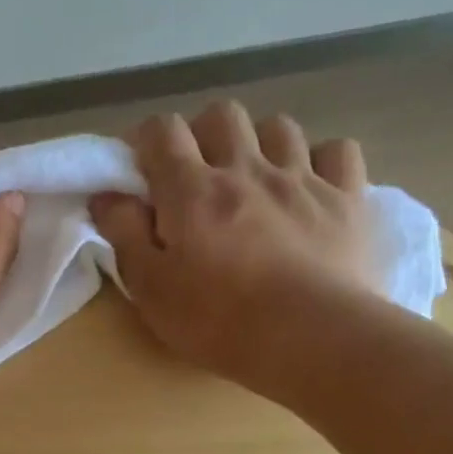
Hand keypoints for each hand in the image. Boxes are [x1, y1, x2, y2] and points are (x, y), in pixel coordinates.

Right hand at [88, 103, 385, 398]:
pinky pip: (337, 151)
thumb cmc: (217, 320)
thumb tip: (106, 194)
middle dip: (202, 135)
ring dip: (259, 144)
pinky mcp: (346, 198)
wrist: (310, 338)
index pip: (162, 131)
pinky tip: (309, 187)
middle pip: (221, 115)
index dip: (146, 141)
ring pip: (279, 126)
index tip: (140, 170)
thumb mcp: (150, 288)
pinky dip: (320, 161)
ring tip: (253, 180)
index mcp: (192, 190)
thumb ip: (124, 234)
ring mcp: (302, 178)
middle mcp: (247, 168)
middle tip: (196, 177)